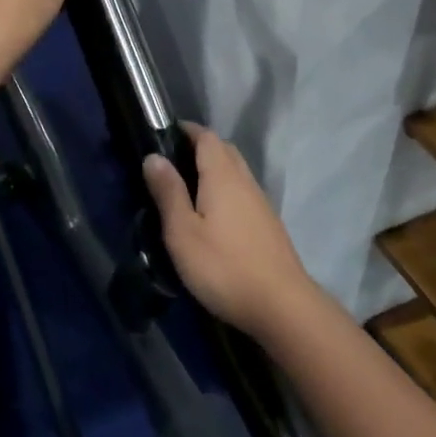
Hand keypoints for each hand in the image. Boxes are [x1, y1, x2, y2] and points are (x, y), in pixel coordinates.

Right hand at [142, 123, 320, 341]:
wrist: (282, 306)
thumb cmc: (224, 267)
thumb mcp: (183, 232)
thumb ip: (168, 192)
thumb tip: (153, 157)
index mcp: (223, 176)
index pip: (207, 136)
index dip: (186, 130)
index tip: (163, 135)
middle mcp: (245, 181)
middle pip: (224, 150)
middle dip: (200, 147)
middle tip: (172, 162)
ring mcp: (261, 203)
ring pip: (236, 172)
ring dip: (214, 169)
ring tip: (188, 188)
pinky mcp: (268, 224)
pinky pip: (243, 192)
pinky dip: (226, 190)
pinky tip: (213, 215)